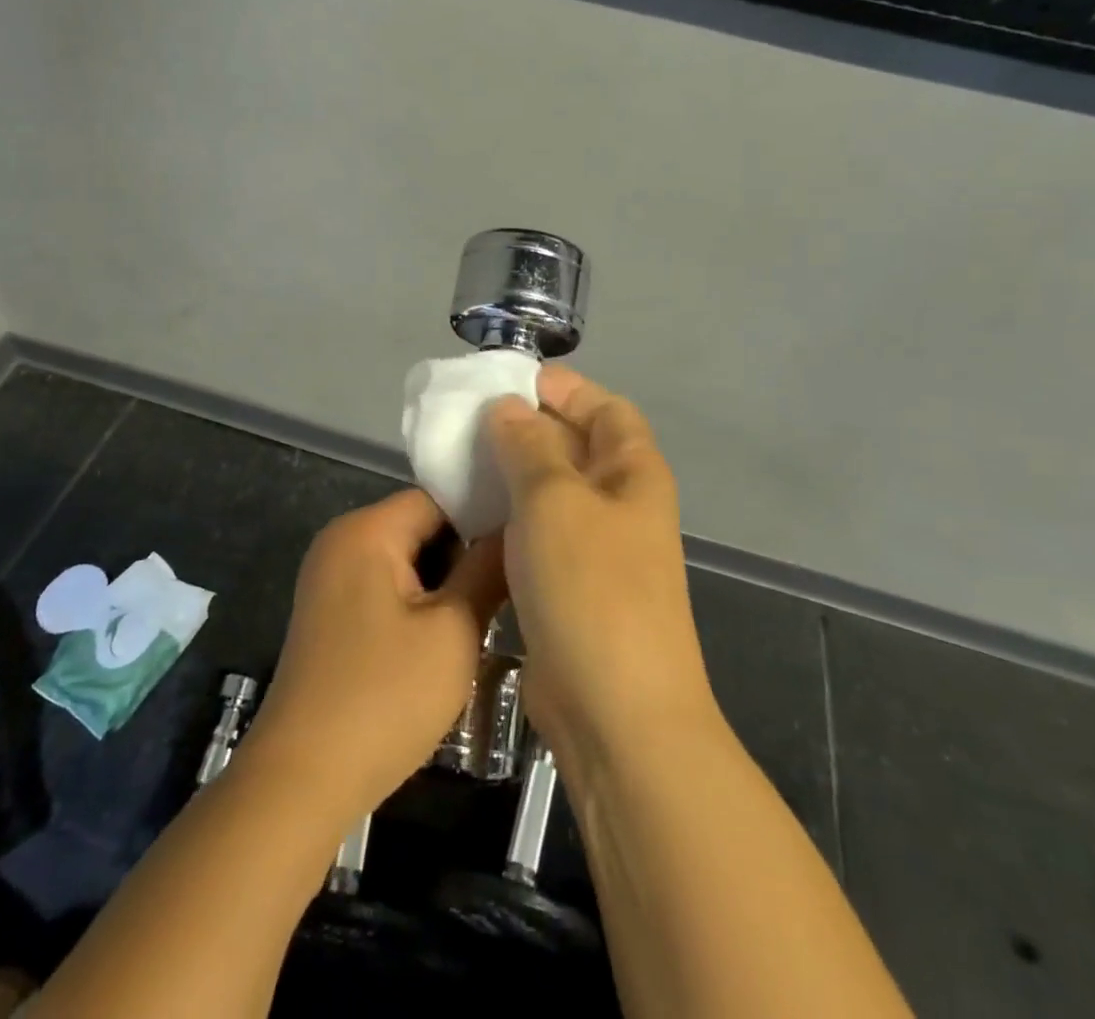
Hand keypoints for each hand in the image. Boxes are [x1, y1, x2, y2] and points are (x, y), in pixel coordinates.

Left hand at [243, 489, 506, 816]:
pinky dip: (418, 603)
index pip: (438, 497)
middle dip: (464, 554)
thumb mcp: (453, 631)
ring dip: (444, 583)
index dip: (484, 516)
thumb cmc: (385, 698)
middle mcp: (342, 540)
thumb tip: (516, 528)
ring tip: (486, 615)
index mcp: (367, 529)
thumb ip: (487, 570)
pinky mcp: (330, 612)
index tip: (526, 545)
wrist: (302, 781)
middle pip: (420, 525)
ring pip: (407, 559)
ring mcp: (330, 577)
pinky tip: (445, 638)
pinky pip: (386, 586)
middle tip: (509, 589)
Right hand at [485, 367, 716, 766]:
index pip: (605, 407)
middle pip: (576, 446)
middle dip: (528, 427)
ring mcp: (597, 549)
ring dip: (513, 474)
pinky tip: (471, 514)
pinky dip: (508, 517)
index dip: (564, 388)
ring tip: (460, 461)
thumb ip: (528, 446)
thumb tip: (508, 408)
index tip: (508, 381)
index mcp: (633, 472)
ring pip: (552, 492)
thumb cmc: (592, 588)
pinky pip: (537, 534)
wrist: (616, 714)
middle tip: (469, 420)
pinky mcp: (570, 587)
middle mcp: (620, 504)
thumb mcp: (554, 500)